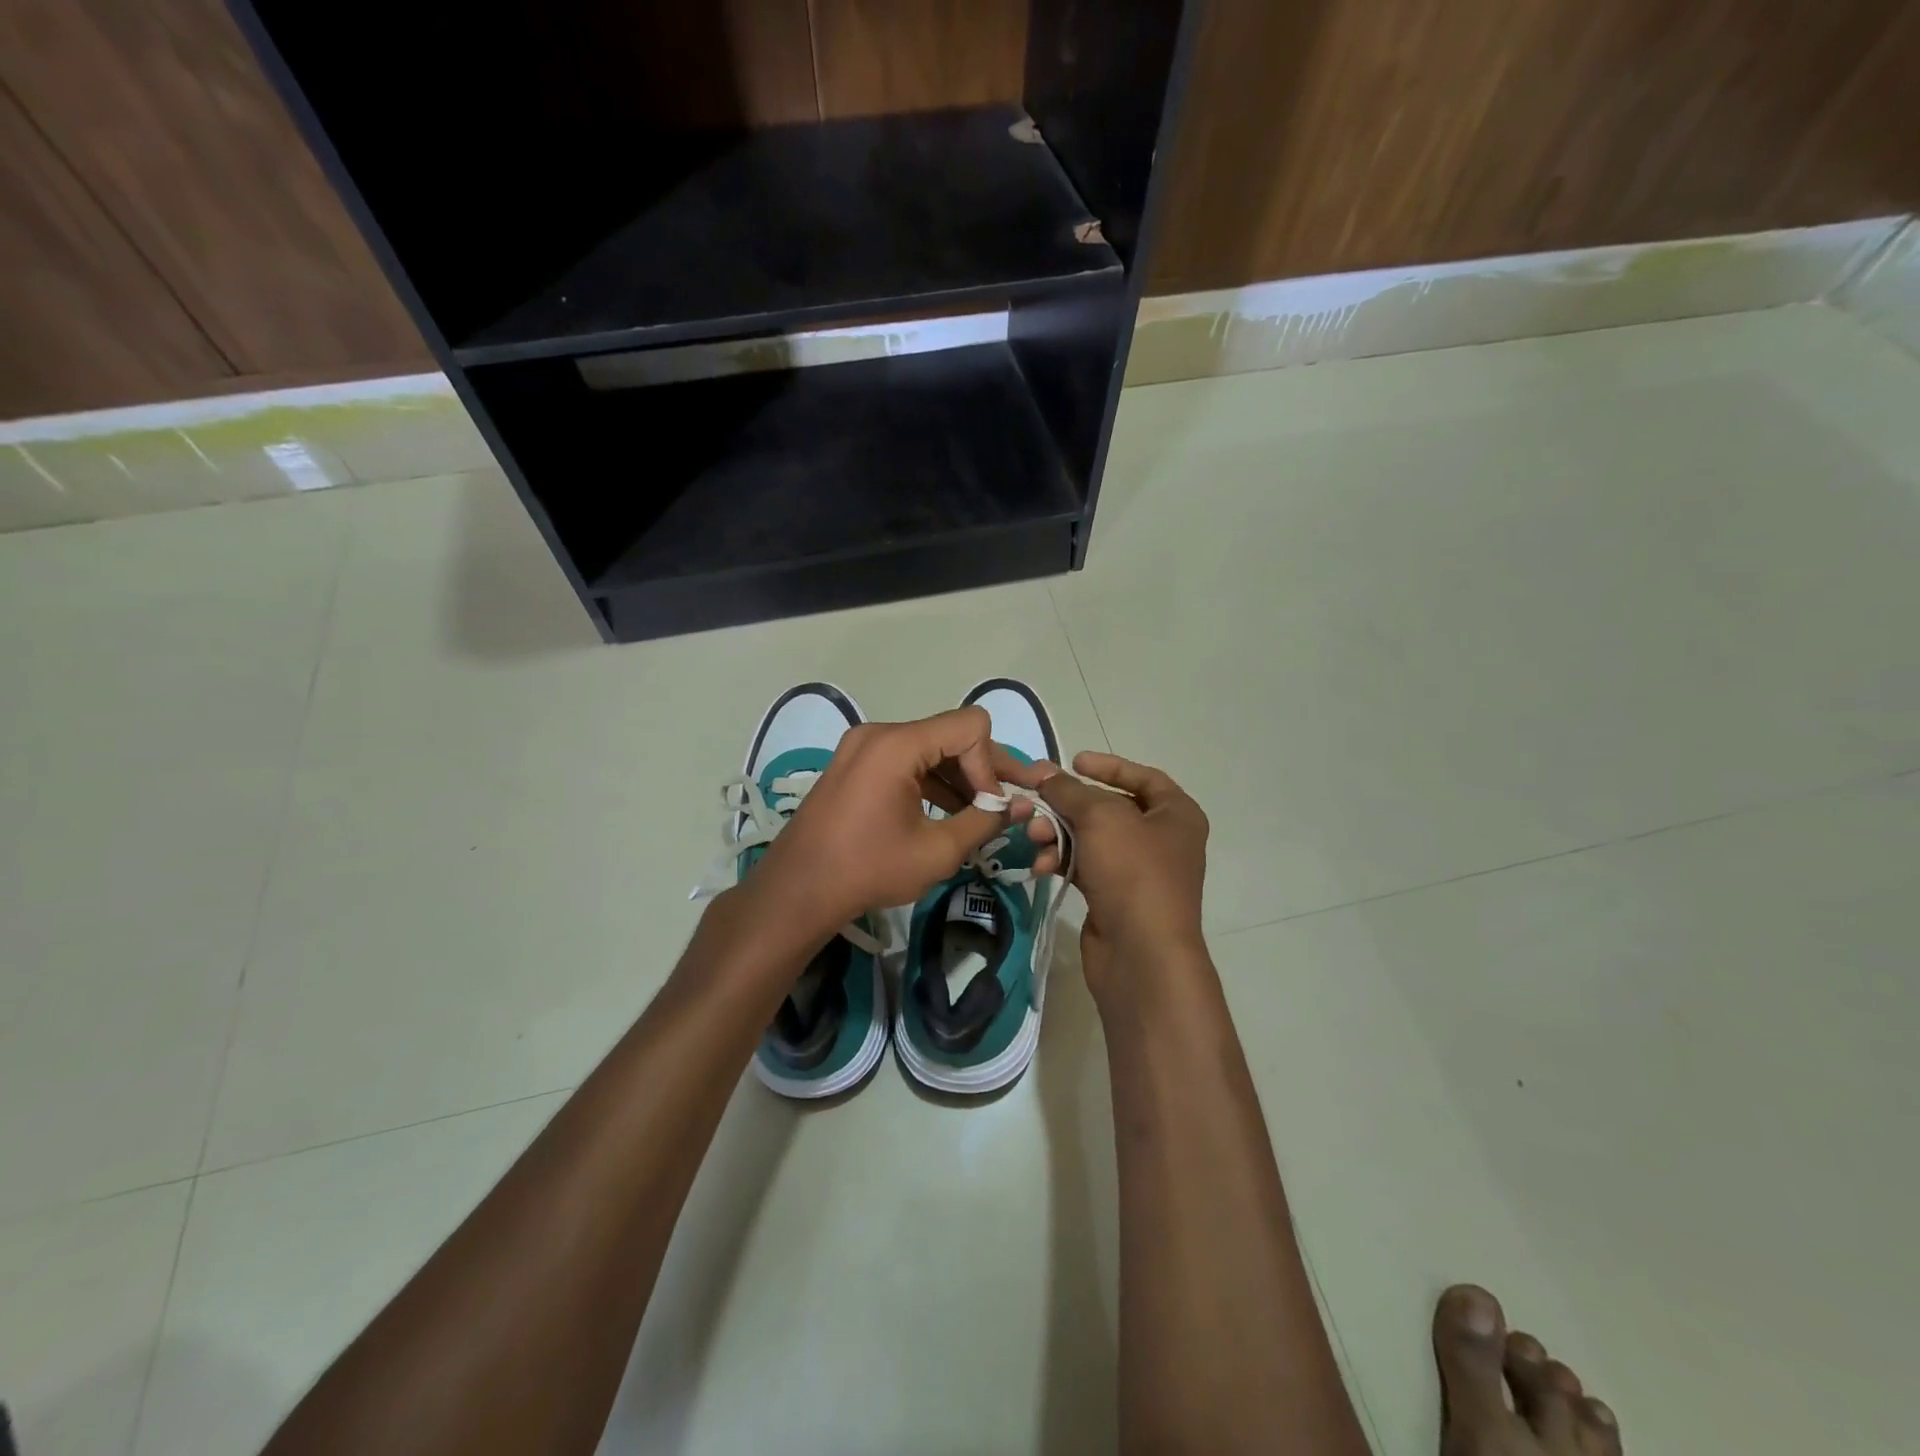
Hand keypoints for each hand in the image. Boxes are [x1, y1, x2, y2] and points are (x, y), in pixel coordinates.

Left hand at [748, 707, 1041, 939]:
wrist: (798, 890)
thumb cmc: (869, 870)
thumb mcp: (937, 851)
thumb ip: (985, 821)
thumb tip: (1022, 807)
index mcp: (897, 745)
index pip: (970, 726)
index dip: (991, 764)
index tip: (990, 806)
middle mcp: (879, 734)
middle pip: (950, 734)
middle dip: (981, 769)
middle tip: (1010, 803)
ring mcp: (863, 747)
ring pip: (929, 748)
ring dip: (958, 777)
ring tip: (980, 814)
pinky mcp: (855, 764)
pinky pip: (905, 760)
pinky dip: (931, 780)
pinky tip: (948, 812)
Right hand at [1012, 751, 1208, 998]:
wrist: (1141, 953)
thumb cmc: (1133, 871)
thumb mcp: (1100, 817)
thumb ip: (1069, 790)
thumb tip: (1043, 772)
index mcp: (1176, 814)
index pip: (1143, 777)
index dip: (1108, 766)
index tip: (1073, 761)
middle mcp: (1162, 840)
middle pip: (1108, 808)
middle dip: (1068, 805)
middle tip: (1035, 802)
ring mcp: (1138, 871)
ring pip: (1090, 838)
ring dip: (1058, 833)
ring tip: (1034, 837)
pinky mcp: (1114, 897)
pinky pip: (1083, 866)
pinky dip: (1061, 861)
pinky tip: (1040, 866)